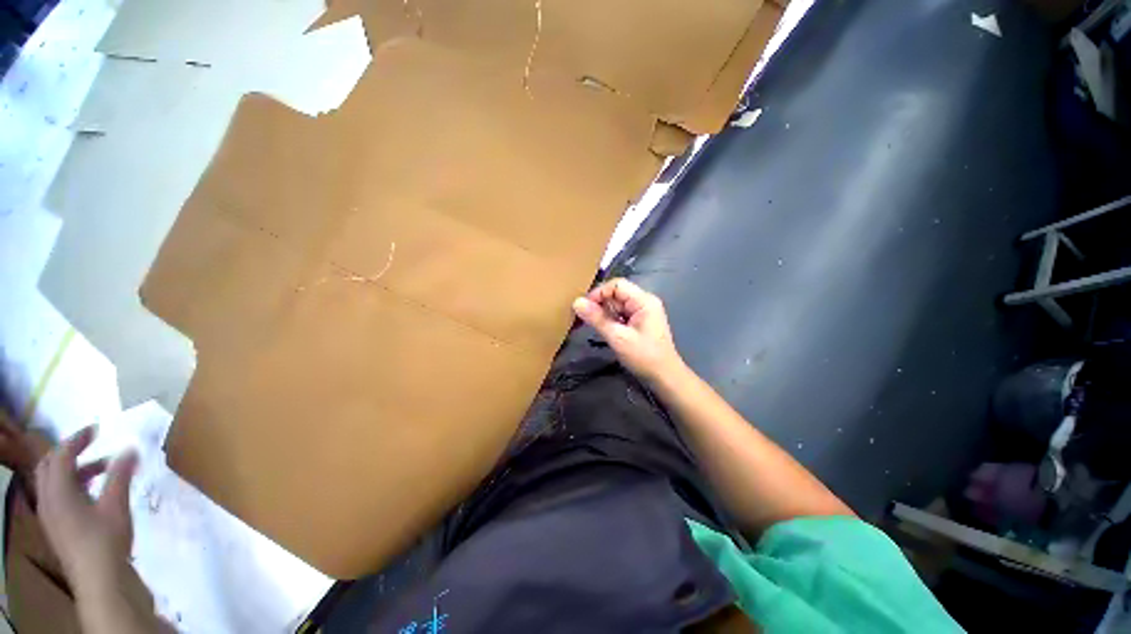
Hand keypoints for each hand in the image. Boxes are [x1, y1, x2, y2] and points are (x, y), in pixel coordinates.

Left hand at [35, 426, 138, 585]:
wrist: (99, 579)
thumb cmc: (106, 538)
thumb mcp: (116, 504)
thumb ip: (121, 475)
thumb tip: (131, 449)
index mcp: (58, 490)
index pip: (61, 454)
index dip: (77, 439)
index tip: (97, 429)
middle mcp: (47, 498)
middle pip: (49, 466)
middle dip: (69, 451)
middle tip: (92, 444)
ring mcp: (50, 515)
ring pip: (52, 482)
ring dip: (72, 469)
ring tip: (100, 468)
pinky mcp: (56, 526)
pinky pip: (57, 496)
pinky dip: (71, 485)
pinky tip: (92, 493)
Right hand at [572, 278, 686, 384]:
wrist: (665, 377)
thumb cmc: (644, 357)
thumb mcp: (618, 338)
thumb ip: (597, 319)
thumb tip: (576, 302)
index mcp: (643, 300)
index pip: (616, 285)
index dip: (598, 293)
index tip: (584, 308)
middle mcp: (644, 301)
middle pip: (616, 293)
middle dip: (599, 304)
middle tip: (584, 318)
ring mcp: (642, 312)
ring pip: (617, 304)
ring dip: (603, 313)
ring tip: (592, 325)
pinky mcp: (639, 322)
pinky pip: (620, 314)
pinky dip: (610, 320)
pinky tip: (604, 330)